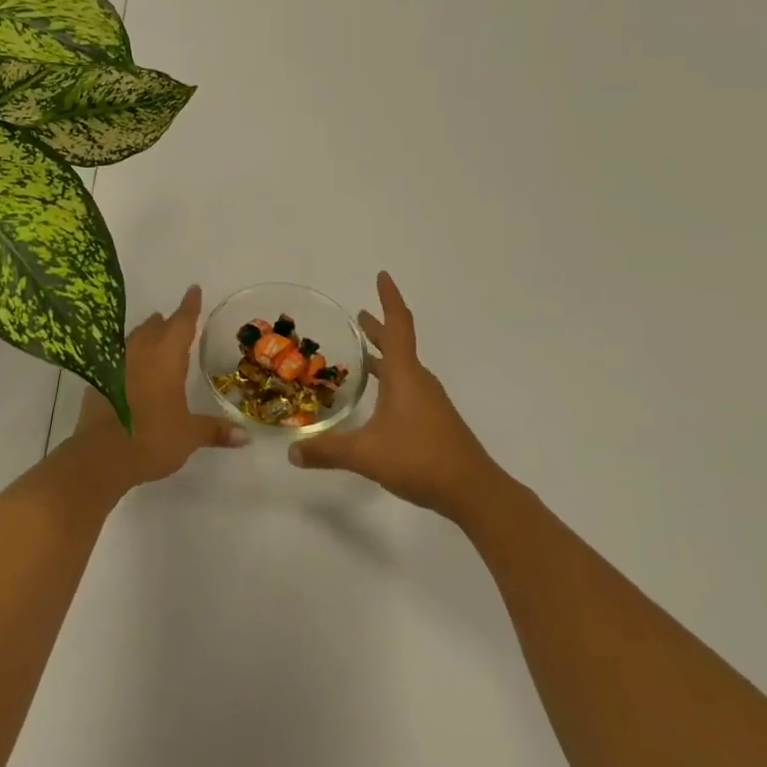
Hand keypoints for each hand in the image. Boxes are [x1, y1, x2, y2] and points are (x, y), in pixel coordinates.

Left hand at [73, 285, 247, 488]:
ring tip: (152, 336)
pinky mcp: (97, 381)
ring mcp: (115, 365)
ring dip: (144, 335)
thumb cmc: (152, 438)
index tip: (194, 289)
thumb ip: (215, 431)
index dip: (189, 306)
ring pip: (133, 339)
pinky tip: (129, 370)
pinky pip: (116, 359)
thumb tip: (245, 437)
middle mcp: (140, 352)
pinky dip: (127, 358)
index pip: (181, 323)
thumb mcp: (189, 435)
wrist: (101, 456)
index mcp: (166, 357)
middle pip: (154, 328)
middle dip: (166, 322)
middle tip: (174, 319)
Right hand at [287, 272, 499, 520]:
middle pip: (398, 344)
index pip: (397, 325)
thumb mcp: (365, 455)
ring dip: (383, 355)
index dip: (388, 299)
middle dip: (378, 327)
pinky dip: (389, 379)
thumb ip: (327, 451)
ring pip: (403, 367)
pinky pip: (407, 387)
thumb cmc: (420, 459)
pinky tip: (377, 399)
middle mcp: (418, 380)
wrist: (474, 491)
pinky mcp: (433, 420)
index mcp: (404, 375)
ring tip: (361, 355)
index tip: (382, 276)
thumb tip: (292, 452)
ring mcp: (429, 401)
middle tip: (358, 315)